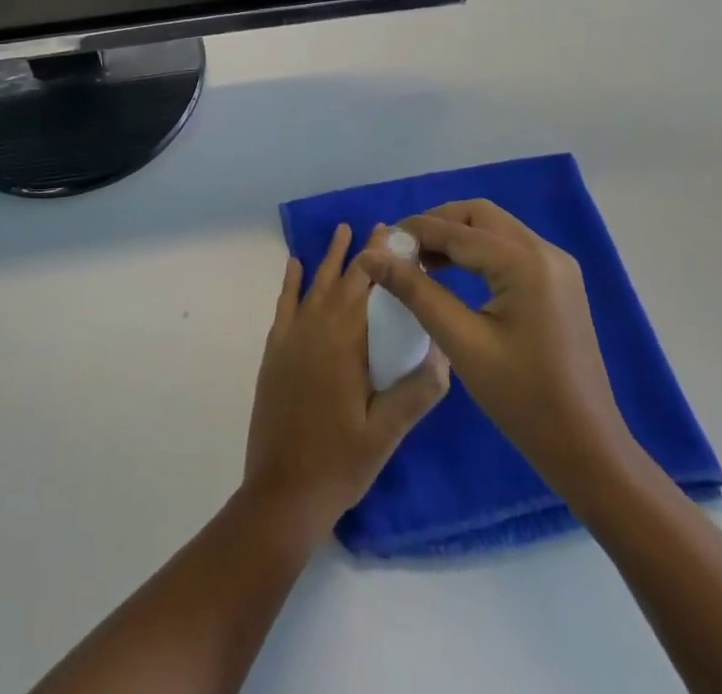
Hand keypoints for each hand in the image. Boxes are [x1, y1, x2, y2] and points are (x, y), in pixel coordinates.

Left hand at [242, 225, 450, 541]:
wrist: (281, 495)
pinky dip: (291, 283)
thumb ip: (416, 392)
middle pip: (342, 280)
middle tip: (380, 227)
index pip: (366, 286)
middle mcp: (315, 329)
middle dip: (362, 253)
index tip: (397, 235)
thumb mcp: (386, 434)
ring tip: (342, 230)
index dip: (381, 258)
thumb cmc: (338, 464)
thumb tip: (446, 353)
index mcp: (345, 343)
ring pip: (314, 286)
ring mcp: (291, 339)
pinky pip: (284, 306)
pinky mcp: (274, 353)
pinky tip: (295, 265)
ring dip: (329, 258)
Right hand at [357, 200, 632, 500]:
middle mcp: (545, 251)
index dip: (415, 232)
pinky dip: (478, 252)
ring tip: (420, 261)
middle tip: (402, 250)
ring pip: (495, 229)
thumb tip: (372, 256)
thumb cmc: (522, 400)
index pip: (458, 231)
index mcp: (525, 263)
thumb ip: (417, 292)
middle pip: (479, 216)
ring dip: (457, 236)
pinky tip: (454, 273)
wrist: (587, 448)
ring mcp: (557, 265)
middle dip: (438, 225)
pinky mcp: (559, 282)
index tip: (380, 243)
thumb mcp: (462, 344)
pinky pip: (510, 249)